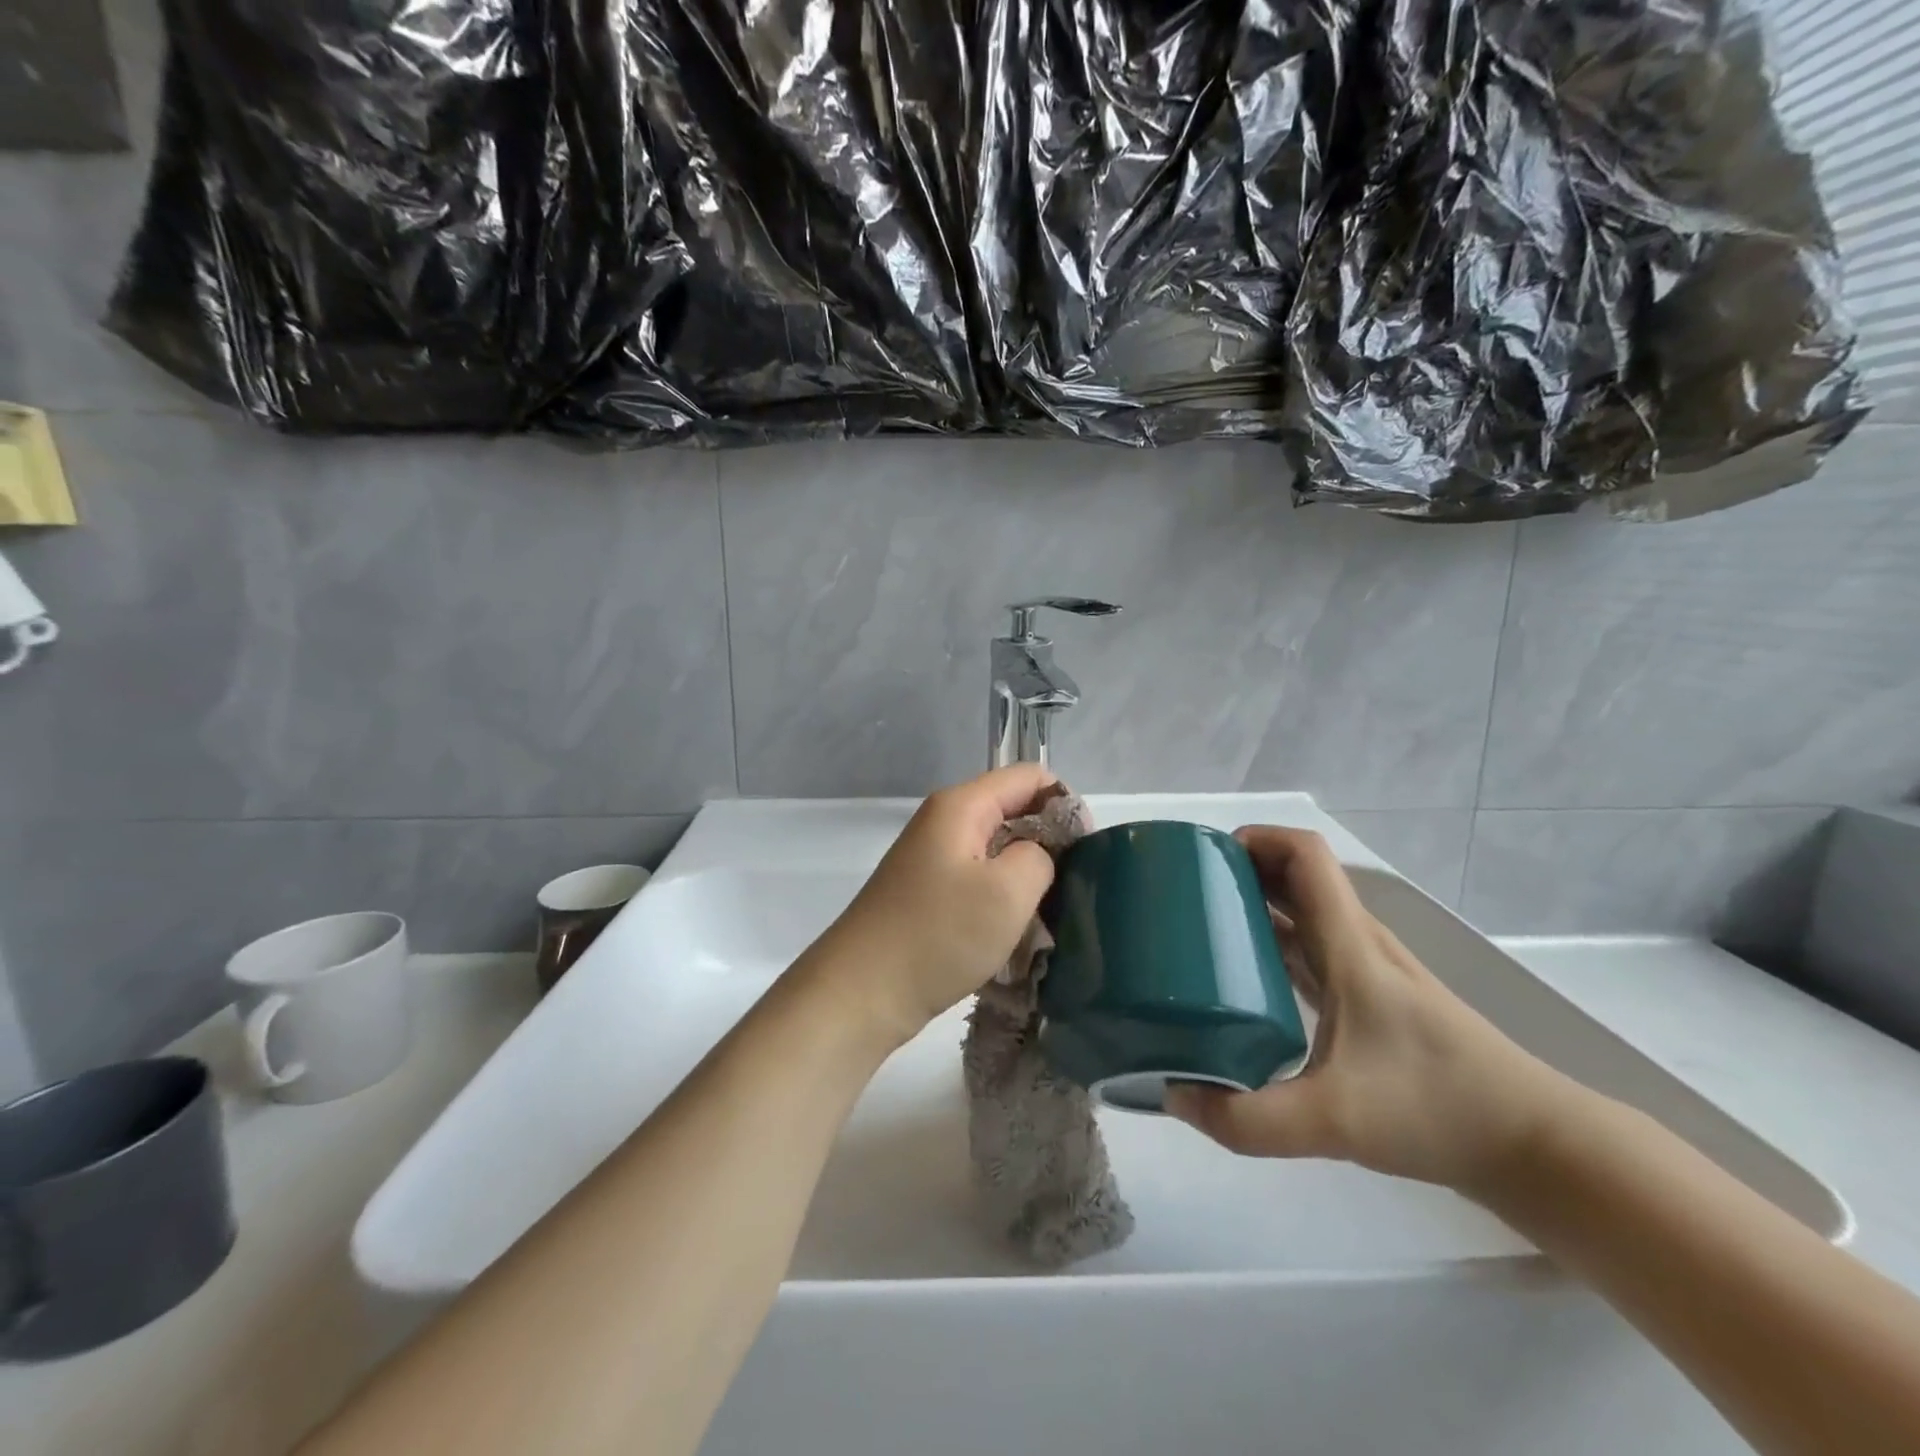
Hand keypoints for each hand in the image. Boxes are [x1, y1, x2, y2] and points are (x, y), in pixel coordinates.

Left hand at [796, 764, 1059, 1049]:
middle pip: (1013, 811)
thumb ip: (1040, 856)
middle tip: (1070, 889)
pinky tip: (1014, 934)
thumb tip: (1037, 854)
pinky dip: (1001, 900)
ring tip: (1046, 916)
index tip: (1085, 851)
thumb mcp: (1008, 892)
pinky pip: (978, 881)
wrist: (862, 992)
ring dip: (1025, 878)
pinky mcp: (928, 893)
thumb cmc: (938, 935)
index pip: (1029, 777)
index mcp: (961, 806)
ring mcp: (933, 858)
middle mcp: (944, 821)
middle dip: (1047, 843)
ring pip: (998, 850)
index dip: (1065, 804)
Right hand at [1165, 827, 1581, 1195]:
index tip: (1205, 859)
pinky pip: (1312, 950)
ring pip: (1303, 913)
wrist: (1535, 1145)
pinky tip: (1247, 981)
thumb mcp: (1333, 1121)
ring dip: (1256, 905)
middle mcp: (1357, 943)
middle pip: (1296, 876)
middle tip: (1186, 895)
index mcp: (1349, 944)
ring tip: (1203, 930)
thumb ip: (1247, 1119)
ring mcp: (1367, 971)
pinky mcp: (1372, 1001)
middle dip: (1241, 870)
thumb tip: (1174, 1097)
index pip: (1304, 854)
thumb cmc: (1437, 1108)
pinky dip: (1275, 944)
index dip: (1256, 838)